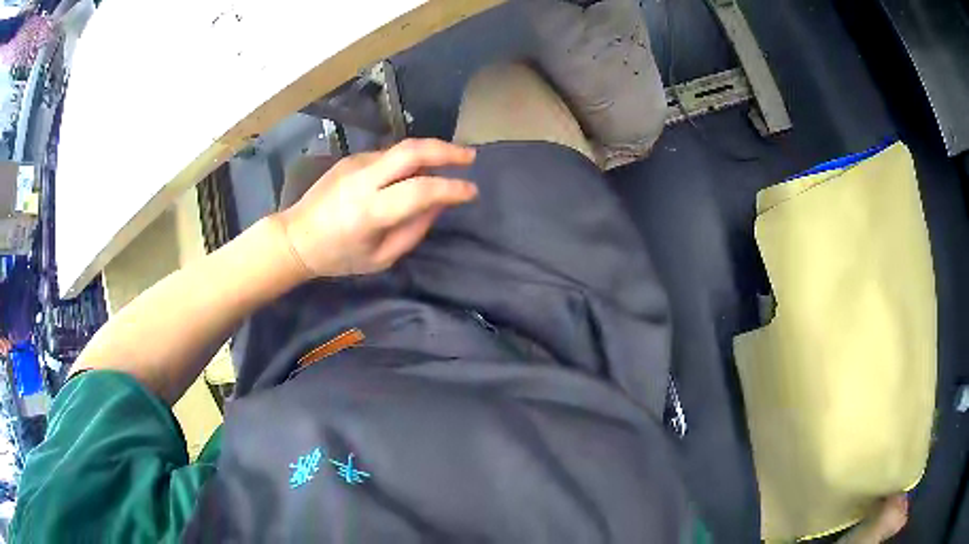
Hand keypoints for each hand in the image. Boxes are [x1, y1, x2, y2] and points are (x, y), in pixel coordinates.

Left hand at [276, 139, 477, 277]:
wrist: (296, 237)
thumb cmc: (338, 257)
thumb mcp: (380, 258)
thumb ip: (413, 230)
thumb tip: (439, 204)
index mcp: (370, 212)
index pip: (421, 191)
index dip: (452, 189)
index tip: (471, 191)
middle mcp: (363, 180)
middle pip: (412, 151)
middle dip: (446, 151)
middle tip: (469, 157)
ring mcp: (356, 164)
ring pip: (402, 150)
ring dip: (429, 154)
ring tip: (446, 166)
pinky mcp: (351, 159)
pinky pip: (387, 156)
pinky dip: (407, 162)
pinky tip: (410, 175)